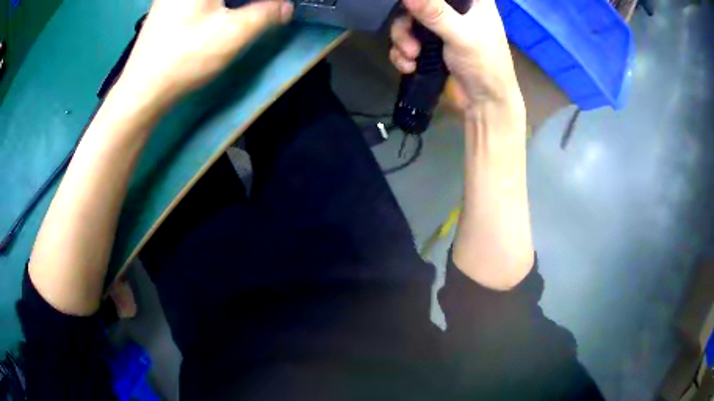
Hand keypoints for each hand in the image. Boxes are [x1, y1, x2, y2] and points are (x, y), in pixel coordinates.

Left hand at [118, 0, 293, 107]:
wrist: (142, 90)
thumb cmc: (186, 58)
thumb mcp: (234, 33)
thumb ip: (266, 13)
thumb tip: (285, 6)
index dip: (260, 4)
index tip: (272, 11)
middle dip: (247, 4)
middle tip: (262, 14)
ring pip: (212, 0)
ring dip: (231, 6)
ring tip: (245, 16)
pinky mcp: (165, 6)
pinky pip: (198, 2)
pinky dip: (216, 7)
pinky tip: (219, 17)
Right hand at [390, 0, 522, 112]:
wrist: (484, 105)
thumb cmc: (485, 65)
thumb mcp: (461, 35)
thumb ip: (434, 12)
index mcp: (471, 1)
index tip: (410, 6)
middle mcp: (453, 10)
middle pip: (417, 4)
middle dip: (406, 23)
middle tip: (410, 41)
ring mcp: (439, 29)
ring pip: (407, 23)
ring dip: (402, 40)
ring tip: (411, 58)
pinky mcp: (429, 47)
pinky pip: (405, 41)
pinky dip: (403, 54)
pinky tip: (409, 66)